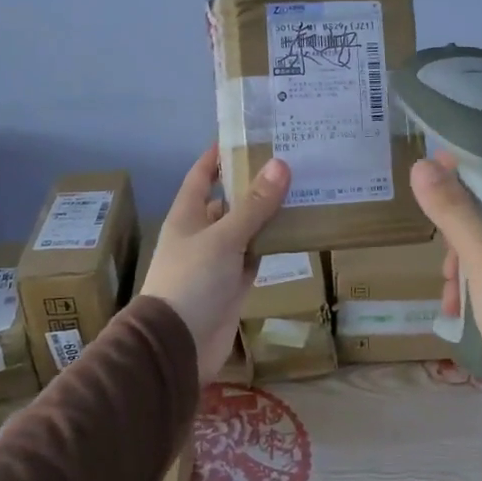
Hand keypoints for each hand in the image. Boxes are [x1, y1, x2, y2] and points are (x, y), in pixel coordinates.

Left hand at [141, 147, 290, 381]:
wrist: (179, 344)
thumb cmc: (193, 280)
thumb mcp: (224, 237)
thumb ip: (254, 205)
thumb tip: (280, 164)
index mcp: (188, 215)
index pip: (202, 175)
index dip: (220, 155)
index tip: (248, 135)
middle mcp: (202, 233)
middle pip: (229, 200)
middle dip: (254, 184)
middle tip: (291, 162)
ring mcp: (218, 260)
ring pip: (246, 229)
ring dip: (268, 215)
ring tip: (302, 190)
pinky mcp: (233, 284)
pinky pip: (255, 256)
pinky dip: (272, 245)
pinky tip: (297, 231)